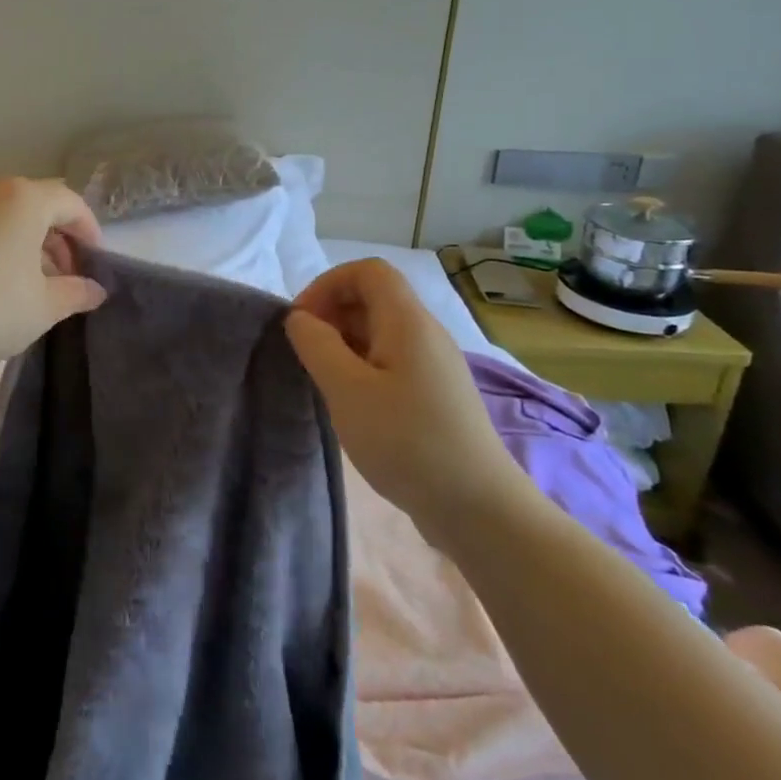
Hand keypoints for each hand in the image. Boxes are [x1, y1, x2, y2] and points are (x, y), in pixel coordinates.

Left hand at [0, 178, 105, 376]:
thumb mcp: (44, 306)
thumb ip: (76, 293)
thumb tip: (96, 290)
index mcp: (24, 199)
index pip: (70, 202)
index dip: (89, 230)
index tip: (95, 260)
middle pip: (36, 204)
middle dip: (58, 236)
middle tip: (67, 273)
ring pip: (4, 215)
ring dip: (26, 241)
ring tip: (32, 281)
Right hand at [285, 259, 528, 546]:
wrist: (479, 508)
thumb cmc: (407, 441)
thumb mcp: (347, 389)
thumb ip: (316, 344)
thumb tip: (301, 318)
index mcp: (408, 322)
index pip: (367, 271)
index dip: (328, 284)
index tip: (303, 321)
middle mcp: (426, 334)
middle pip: (374, 297)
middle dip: (332, 312)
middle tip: (307, 351)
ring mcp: (435, 366)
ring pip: (381, 331)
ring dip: (345, 341)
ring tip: (324, 379)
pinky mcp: (436, 395)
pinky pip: (392, 360)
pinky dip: (363, 366)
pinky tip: (352, 402)